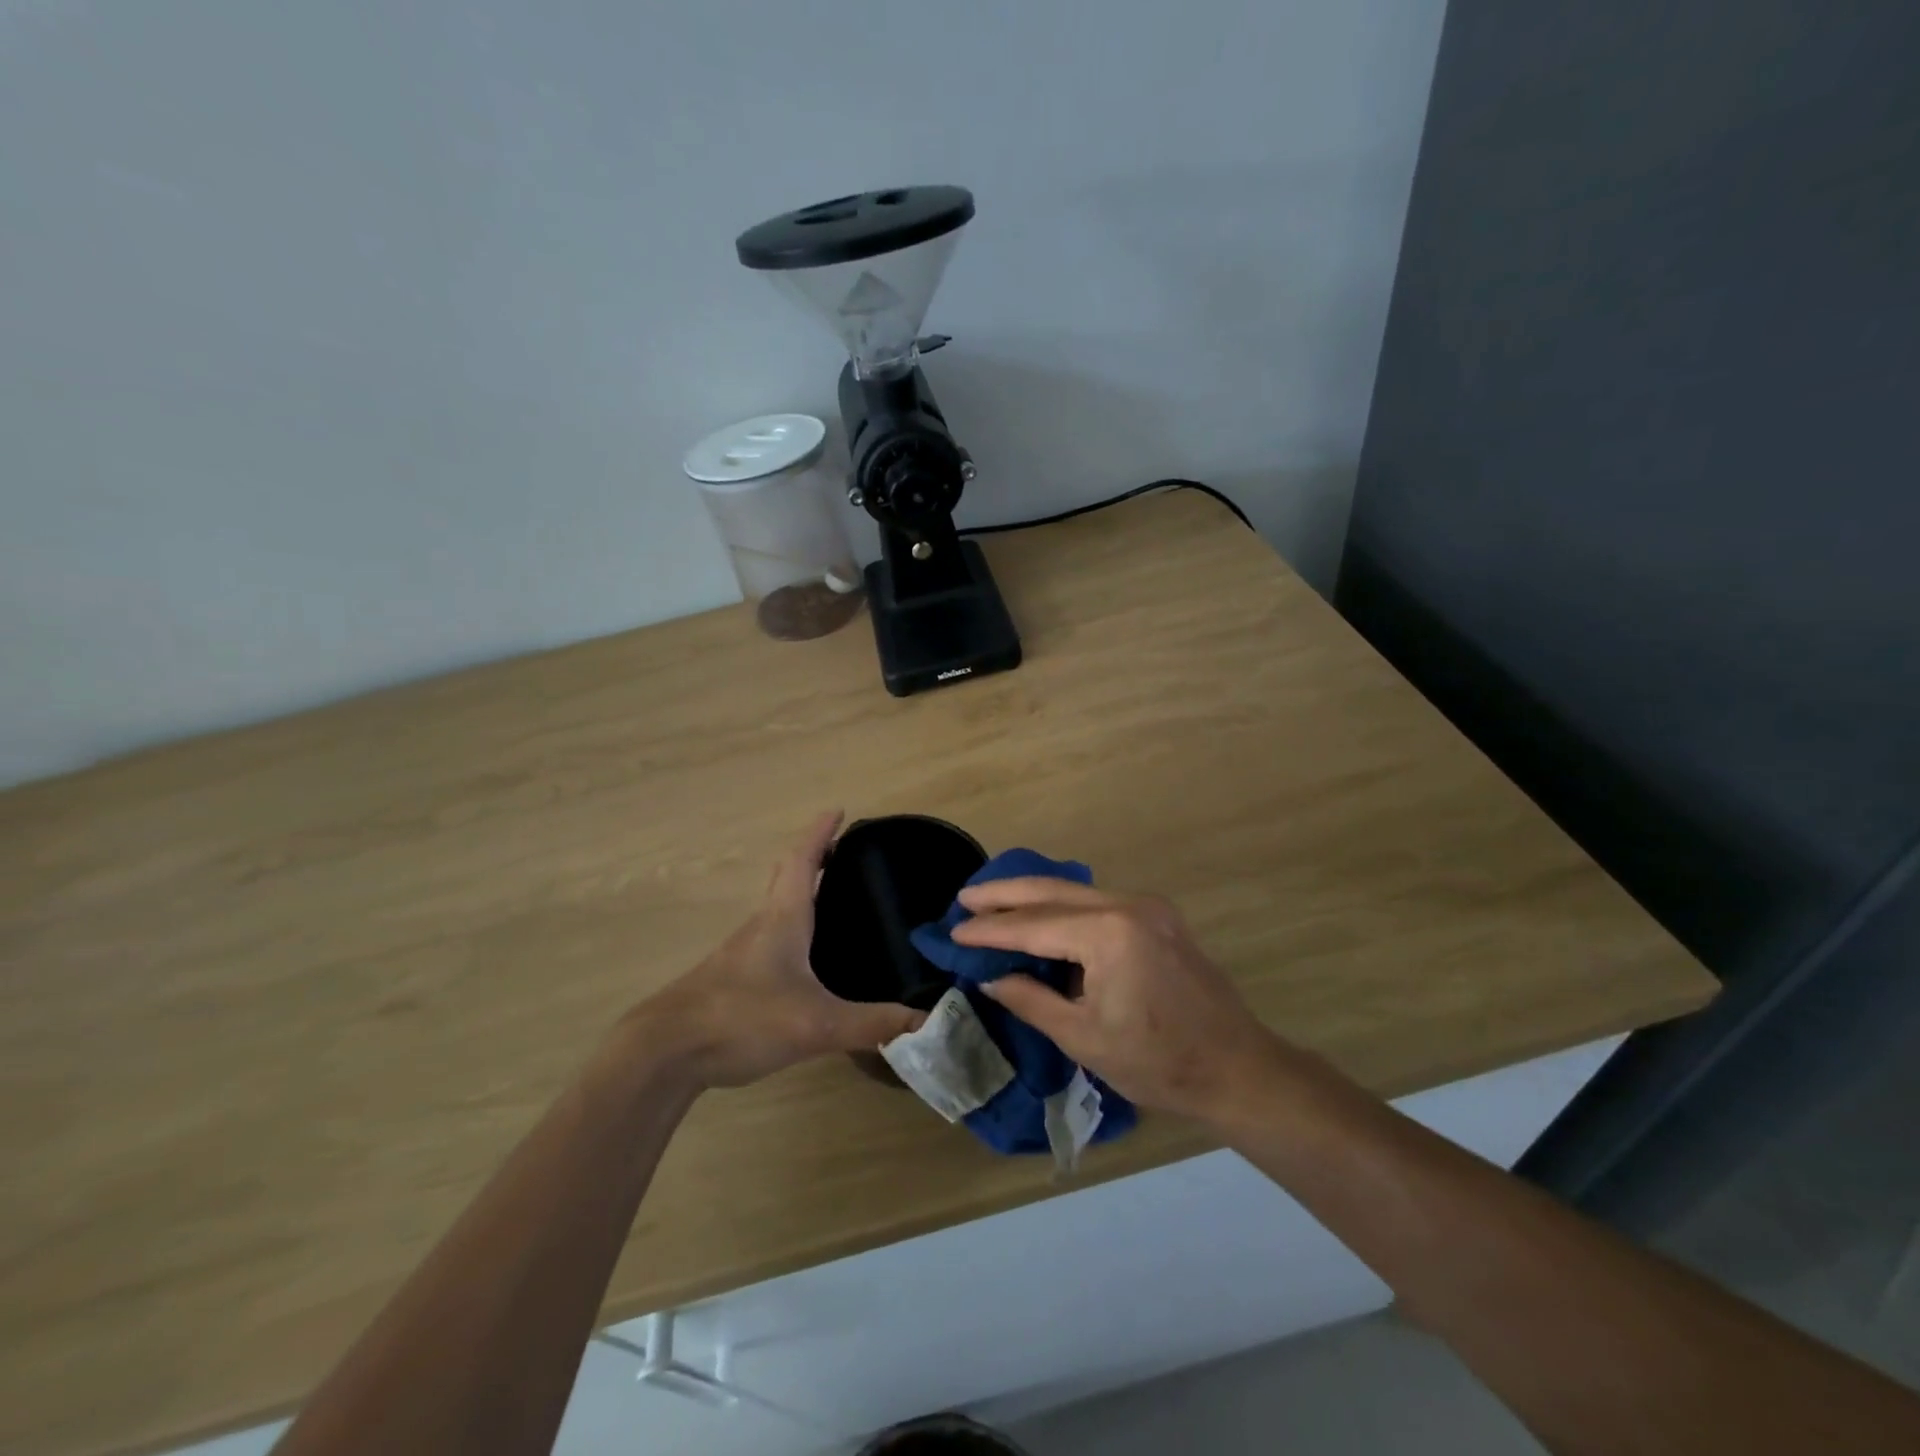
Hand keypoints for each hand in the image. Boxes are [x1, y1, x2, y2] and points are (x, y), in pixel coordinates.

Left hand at [634, 812, 922, 1088]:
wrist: (665, 1052)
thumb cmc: (742, 1018)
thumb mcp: (815, 1024)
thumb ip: (871, 1024)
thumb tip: (926, 1022)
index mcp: (783, 919)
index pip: (803, 861)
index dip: (820, 833)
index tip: (837, 810)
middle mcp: (762, 926)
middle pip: (787, 877)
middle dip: (813, 857)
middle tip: (841, 851)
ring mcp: (742, 953)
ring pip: (777, 909)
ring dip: (801, 893)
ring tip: (831, 900)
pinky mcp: (732, 979)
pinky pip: (770, 938)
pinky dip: (792, 927)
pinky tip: (805, 958)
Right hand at [950, 878, 1278, 1121]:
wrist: (1239, 1068)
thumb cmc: (1159, 1062)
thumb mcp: (1084, 1037)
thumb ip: (1032, 1000)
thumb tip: (992, 978)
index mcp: (1108, 934)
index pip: (1034, 925)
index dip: (991, 930)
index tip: (954, 930)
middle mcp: (1128, 905)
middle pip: (1053, 891)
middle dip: (1005, 894)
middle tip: (965, 897)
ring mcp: (1148, 907)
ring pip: (1076, 891)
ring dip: (1034, 895)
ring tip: (993, 900)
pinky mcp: (1159, 917)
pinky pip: (1099, 901)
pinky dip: (1064, 905)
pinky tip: (1042, 912)